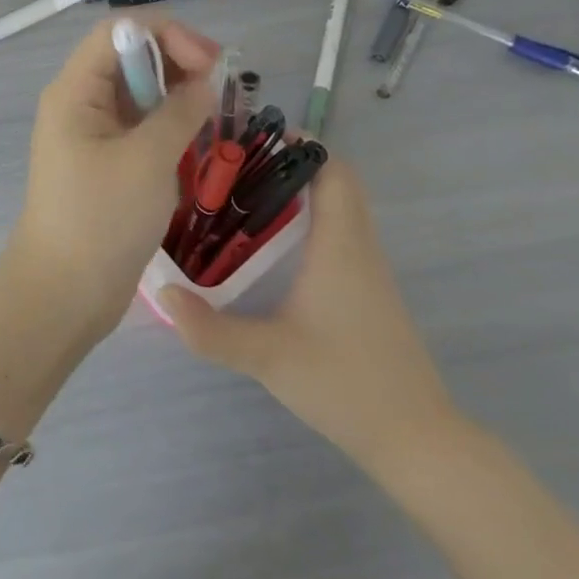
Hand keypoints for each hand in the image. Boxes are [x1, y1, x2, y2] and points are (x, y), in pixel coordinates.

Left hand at [4, 17, 221, 341]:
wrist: (64, 293)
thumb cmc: (101, 220)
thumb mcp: (147, 159)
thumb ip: (180, 112)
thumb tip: (203, 83)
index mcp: (75, 90)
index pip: (120, 32)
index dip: (166, 34)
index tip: (209, 62)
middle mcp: (80, 102)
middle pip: (130, 57)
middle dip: (176, 61)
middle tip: (218, 86)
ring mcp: (92, 134)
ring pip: (138, 92)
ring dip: (175, 94)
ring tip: (211, 114)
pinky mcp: (106, 162)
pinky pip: (140, 125)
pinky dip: (168, 124)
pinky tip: (194, 140)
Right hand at [157, 155, 463, 472]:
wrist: (416, 440)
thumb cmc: (345, 383)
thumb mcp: (268, 357)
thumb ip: (211, 329)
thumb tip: (162, 292)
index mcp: (340, 245)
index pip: (333, 171)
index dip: (303, 145)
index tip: (257, 138)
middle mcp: (359, 247)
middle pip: (338, 183)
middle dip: (294, 165)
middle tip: (241, 167)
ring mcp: (370, 272)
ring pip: (342, 210)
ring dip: (305, 193)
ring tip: (248, 198)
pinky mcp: (370, 294)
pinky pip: (343, 236)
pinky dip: (314, 222)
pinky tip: (276, 249)